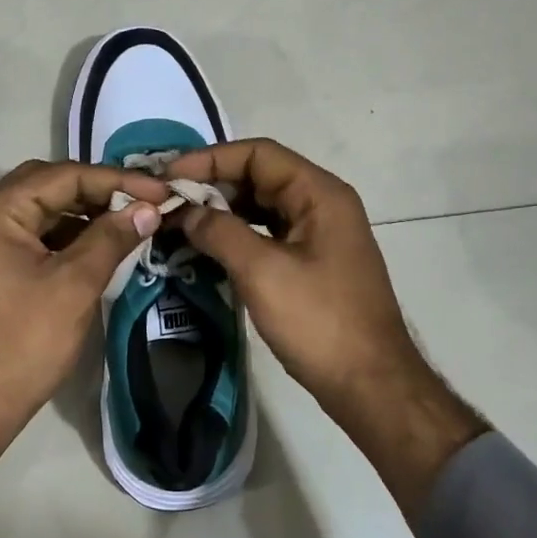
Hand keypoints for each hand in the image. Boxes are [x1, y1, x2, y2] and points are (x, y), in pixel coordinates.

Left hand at [0, 161, 165, 515]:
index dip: (116, 180)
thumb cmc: (24, 343)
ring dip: (80, 213)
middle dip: (97, 191)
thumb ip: (111, 238)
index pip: (64, 175)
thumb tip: (149, 208)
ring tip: (126, 223)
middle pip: (47, 185)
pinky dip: (61, 236)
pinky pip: (27, 235)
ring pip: (38, 210)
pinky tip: (93, 247)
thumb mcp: (74, 286)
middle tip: (142, 203)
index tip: (160, 192)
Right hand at [162, 138, 489, 518]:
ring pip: (261, 206)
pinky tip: (207, 247)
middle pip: (259, 176)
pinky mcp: (311, 261)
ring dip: (221, 211)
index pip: (258, 154)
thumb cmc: (318, 321)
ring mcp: (318, 234)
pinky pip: (267, 234)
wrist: (370, 383)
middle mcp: (322, 204)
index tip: (169, 177)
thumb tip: (185, 212)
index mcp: (319, 194)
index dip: (210, 159)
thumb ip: (219, 232)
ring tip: (178, 221)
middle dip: (212, 185)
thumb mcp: (262, 272)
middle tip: (166, 201)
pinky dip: (236, 235)